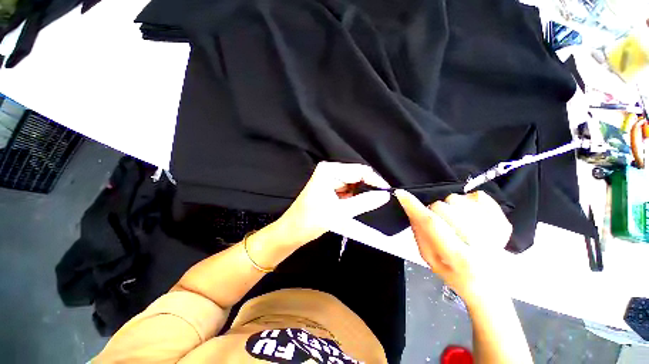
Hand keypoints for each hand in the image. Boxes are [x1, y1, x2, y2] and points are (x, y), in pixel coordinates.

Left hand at [273, 162, 390, 245]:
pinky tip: (359, 204)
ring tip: (371, 204)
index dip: (375, 181)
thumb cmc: (311, 220)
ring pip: (353, 184)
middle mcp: (330, 171)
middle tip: (382, 200)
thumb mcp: (340, 211)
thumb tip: (385, 195)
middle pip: (356, 176)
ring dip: (362, 193)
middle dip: (369, 187)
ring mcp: (329, 179)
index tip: (388, 193)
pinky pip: (347, 190)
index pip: (359, 170)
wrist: (292, 232)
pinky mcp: (329, 188)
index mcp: (330, 170)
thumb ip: (364, 202)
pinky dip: (354, 197)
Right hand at [394, 190, 511, 304]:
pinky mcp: (504, 222)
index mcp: (459, 257)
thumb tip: (413, 210)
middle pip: (443, 207)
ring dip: (450, 207)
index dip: (414, 207)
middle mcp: (481, 243)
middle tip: (440, 224)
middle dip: (434, 211)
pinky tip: (470, 215)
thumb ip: (420, 235)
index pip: (432, 224)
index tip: (401, 194)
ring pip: (458, 199)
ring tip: (455, 221)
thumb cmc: (456, 276)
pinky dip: (469, 201)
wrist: (492, 287)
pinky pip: (479, 196)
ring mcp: (496, 231)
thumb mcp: (430, 260)